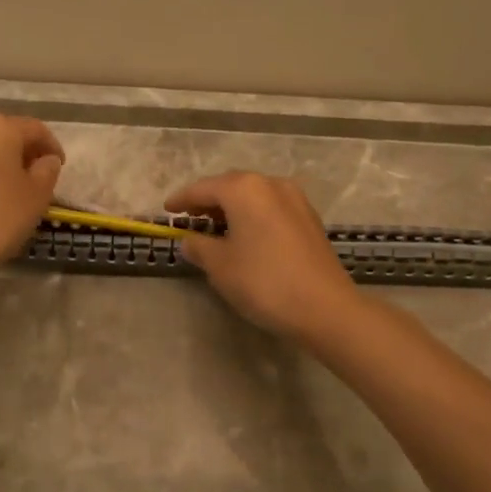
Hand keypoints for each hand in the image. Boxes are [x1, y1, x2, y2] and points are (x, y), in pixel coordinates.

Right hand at [164, 171, 358, 339]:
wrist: (325, 307)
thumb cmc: (263, 281)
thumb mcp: (220, 266)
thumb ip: (199, 247)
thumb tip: (189, 240)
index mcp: (244, 189)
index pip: (203, 188)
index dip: (181, 199)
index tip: (166, 209)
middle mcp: (270, 184)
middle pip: (230, 186)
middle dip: (208, 200)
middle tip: (189, 218)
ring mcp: (295, 199)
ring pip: (253, 196)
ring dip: (232, 208)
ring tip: (216, 228)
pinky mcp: (309, 219)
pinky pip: (271, 208)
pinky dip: (253, 216)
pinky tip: (246, 236)